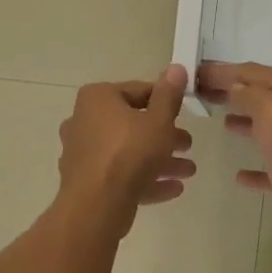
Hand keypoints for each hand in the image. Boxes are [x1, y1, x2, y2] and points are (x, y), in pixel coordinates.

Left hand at [58, 65, 195, 232]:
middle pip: (133, 124)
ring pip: (128, 152)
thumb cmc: (129, 153)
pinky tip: (173, 189)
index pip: (139, 91)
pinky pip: (120, 175)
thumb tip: (176, 68)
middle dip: (165, 136)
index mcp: (97, 98)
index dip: (165, 102)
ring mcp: (83, 153)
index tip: (185, 114)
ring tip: (188, 172)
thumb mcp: (158, 121)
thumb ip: (169, 95)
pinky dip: (145, 179)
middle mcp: (84, 121)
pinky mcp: (86, 181)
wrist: (97, 205)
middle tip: (188, 145)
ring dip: (160, 160)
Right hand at [197, 62, 271, 251]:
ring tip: (220, 121)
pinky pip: (269, 168)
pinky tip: (238, 175)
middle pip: (259, 97)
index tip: (196, 74)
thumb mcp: (269, 109)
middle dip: (231, 93)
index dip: (224, 71)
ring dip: (244, 122)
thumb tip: (233, 86)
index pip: (253, 73)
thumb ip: (248, 94)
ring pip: (265, 128)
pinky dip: (253, 169)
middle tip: (202, 94)